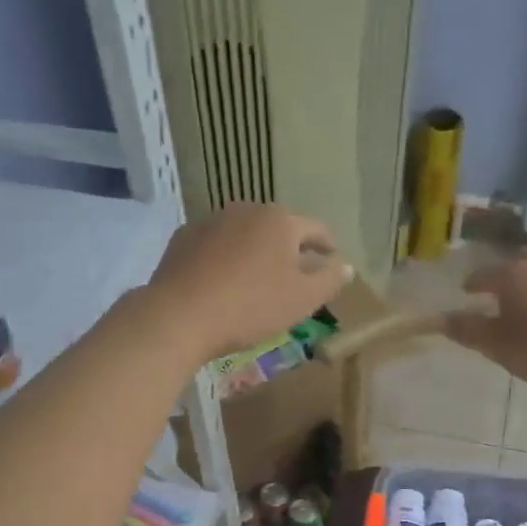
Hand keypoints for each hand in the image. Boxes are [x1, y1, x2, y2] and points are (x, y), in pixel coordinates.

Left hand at [142, 205, 352, 362]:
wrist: (180, 315)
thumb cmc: (250, 307)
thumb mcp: (302, 300)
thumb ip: (329, 280)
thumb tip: (346, 265)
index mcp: (280, 221)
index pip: (315, 229)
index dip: (327, 244)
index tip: (333, 257)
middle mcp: (246, 210)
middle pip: (277, 228)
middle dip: (288, 247)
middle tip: (294, 272)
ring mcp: (211, 221)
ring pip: (243, 234)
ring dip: (254, 251)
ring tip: (257, 277)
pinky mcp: (183, 238)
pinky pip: (215, 246)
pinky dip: (225, 258)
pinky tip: (222, 280)